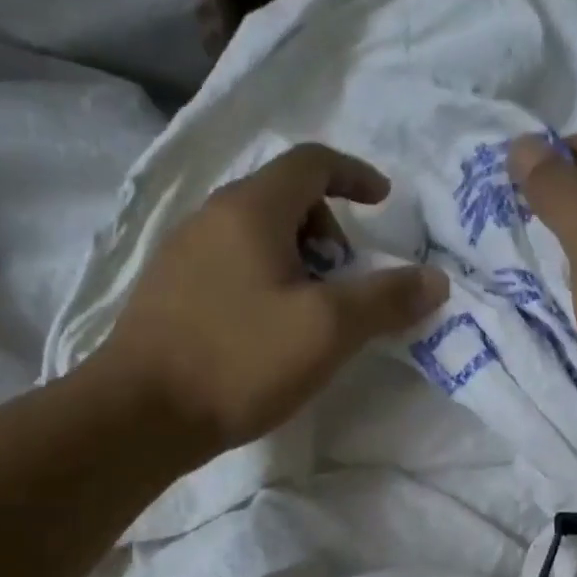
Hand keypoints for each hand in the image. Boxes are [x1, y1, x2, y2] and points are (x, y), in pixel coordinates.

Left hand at [89, 143, 447, 460]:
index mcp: (251, 208)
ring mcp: (183, 253)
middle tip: (345, 277)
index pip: (312, 162)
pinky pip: (232, 263)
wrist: (140, 414)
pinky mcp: (169, 291)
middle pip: (284, 197)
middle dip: (328, 227)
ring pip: (256, 234)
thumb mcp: (328, 329)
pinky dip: (266, 278)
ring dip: (298, 257)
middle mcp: (211, 217)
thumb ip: (387, 298)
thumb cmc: (240, 360)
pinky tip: (268, 331)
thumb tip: (435, 280)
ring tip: (311, 311)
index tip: (383, 203)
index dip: (355, 174)